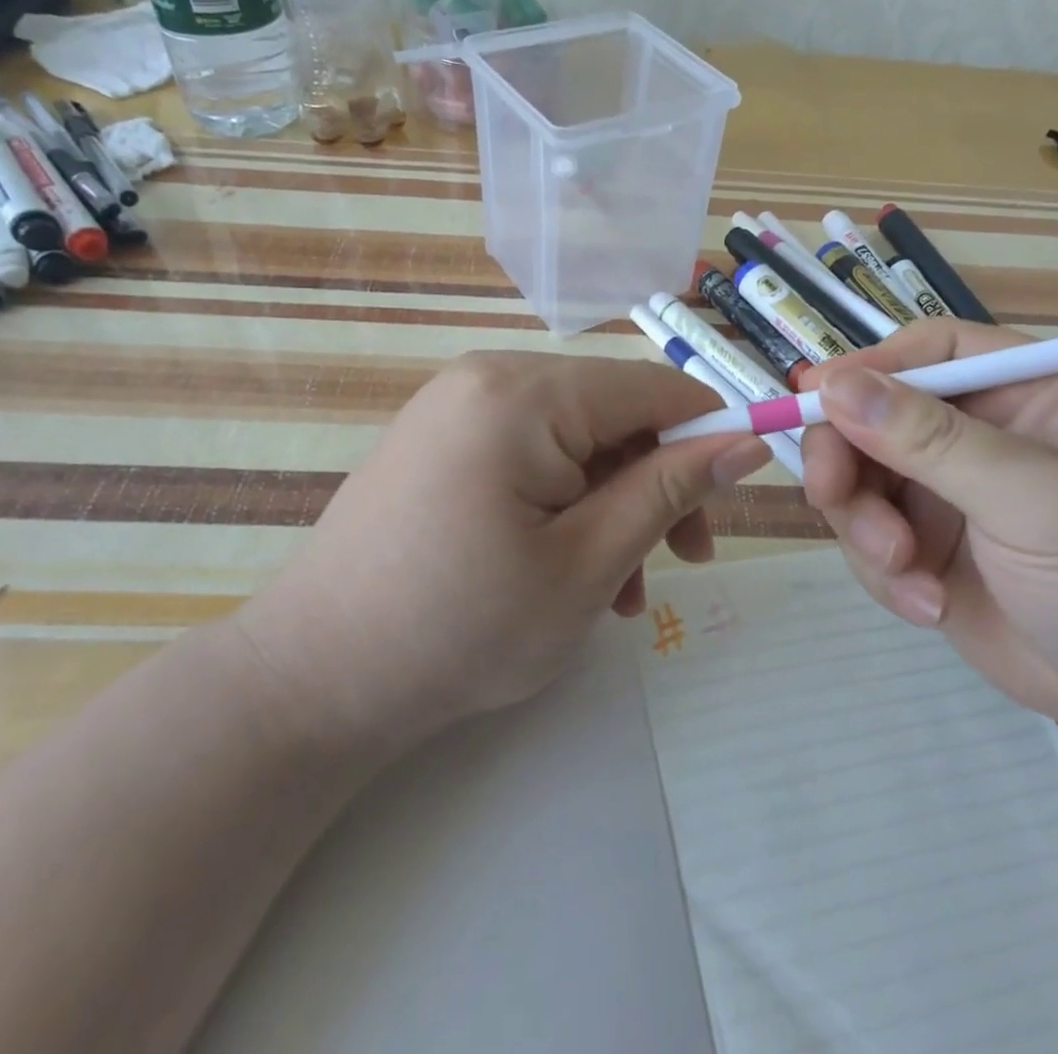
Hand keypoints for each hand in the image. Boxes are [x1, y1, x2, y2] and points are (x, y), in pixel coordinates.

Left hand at [234, 353, 768, 749]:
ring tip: (620, 589)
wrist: (312, 681)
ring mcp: (457, 405)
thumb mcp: (587, 562)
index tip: (737, 497)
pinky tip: (569, 569)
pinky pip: (531, 453)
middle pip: (613, 413)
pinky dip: (565, 501)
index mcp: (523, 392)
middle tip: (683, 560)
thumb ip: (670, 490)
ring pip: (576, 439)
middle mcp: (488, 377)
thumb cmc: (460, 628)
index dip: (709, 433)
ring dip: (613, 503)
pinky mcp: (441, 439)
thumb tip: (745, 441)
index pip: (652, 388)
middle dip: (656, 483)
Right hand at [801, 320, 1057, 743]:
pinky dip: (880, 571)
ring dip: (863, 526)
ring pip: (856, 479)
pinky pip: (864, 536)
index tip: (815, 403)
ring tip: (906, 573)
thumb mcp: (1038, 499)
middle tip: (834, 501)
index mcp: (1019, 390)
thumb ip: (934, 441)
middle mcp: (974, 430)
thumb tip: (833, 384)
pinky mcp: (924, 545)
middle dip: (847, 460)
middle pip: (869, 414)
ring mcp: (944, 490)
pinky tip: (928, 606)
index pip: (924, 350)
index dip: (864, 370)